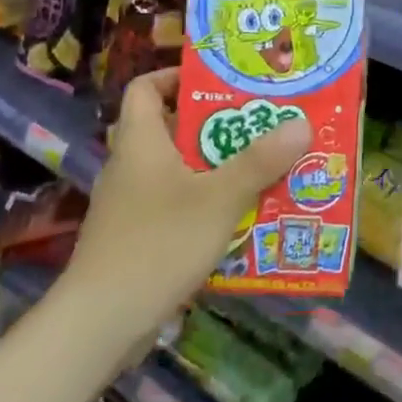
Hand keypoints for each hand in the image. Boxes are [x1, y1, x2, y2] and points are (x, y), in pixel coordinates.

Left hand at [60, 67, 309, 345]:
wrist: (99, 325)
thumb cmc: (157, 244)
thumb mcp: (219, 198)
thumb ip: (260, 161)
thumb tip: (302, 122)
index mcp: (140, 141)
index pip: (146, 87)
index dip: (178, 76)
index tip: (220, 81)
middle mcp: (131, 166)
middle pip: (171, 127)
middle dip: (218, 123)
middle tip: (261, 121)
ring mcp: (131, 204)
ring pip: (179, 168)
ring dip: (218, 164)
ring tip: (263, 163)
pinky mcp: (137, 237)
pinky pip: (177, 202)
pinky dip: (207, 200)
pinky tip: (241, 213)